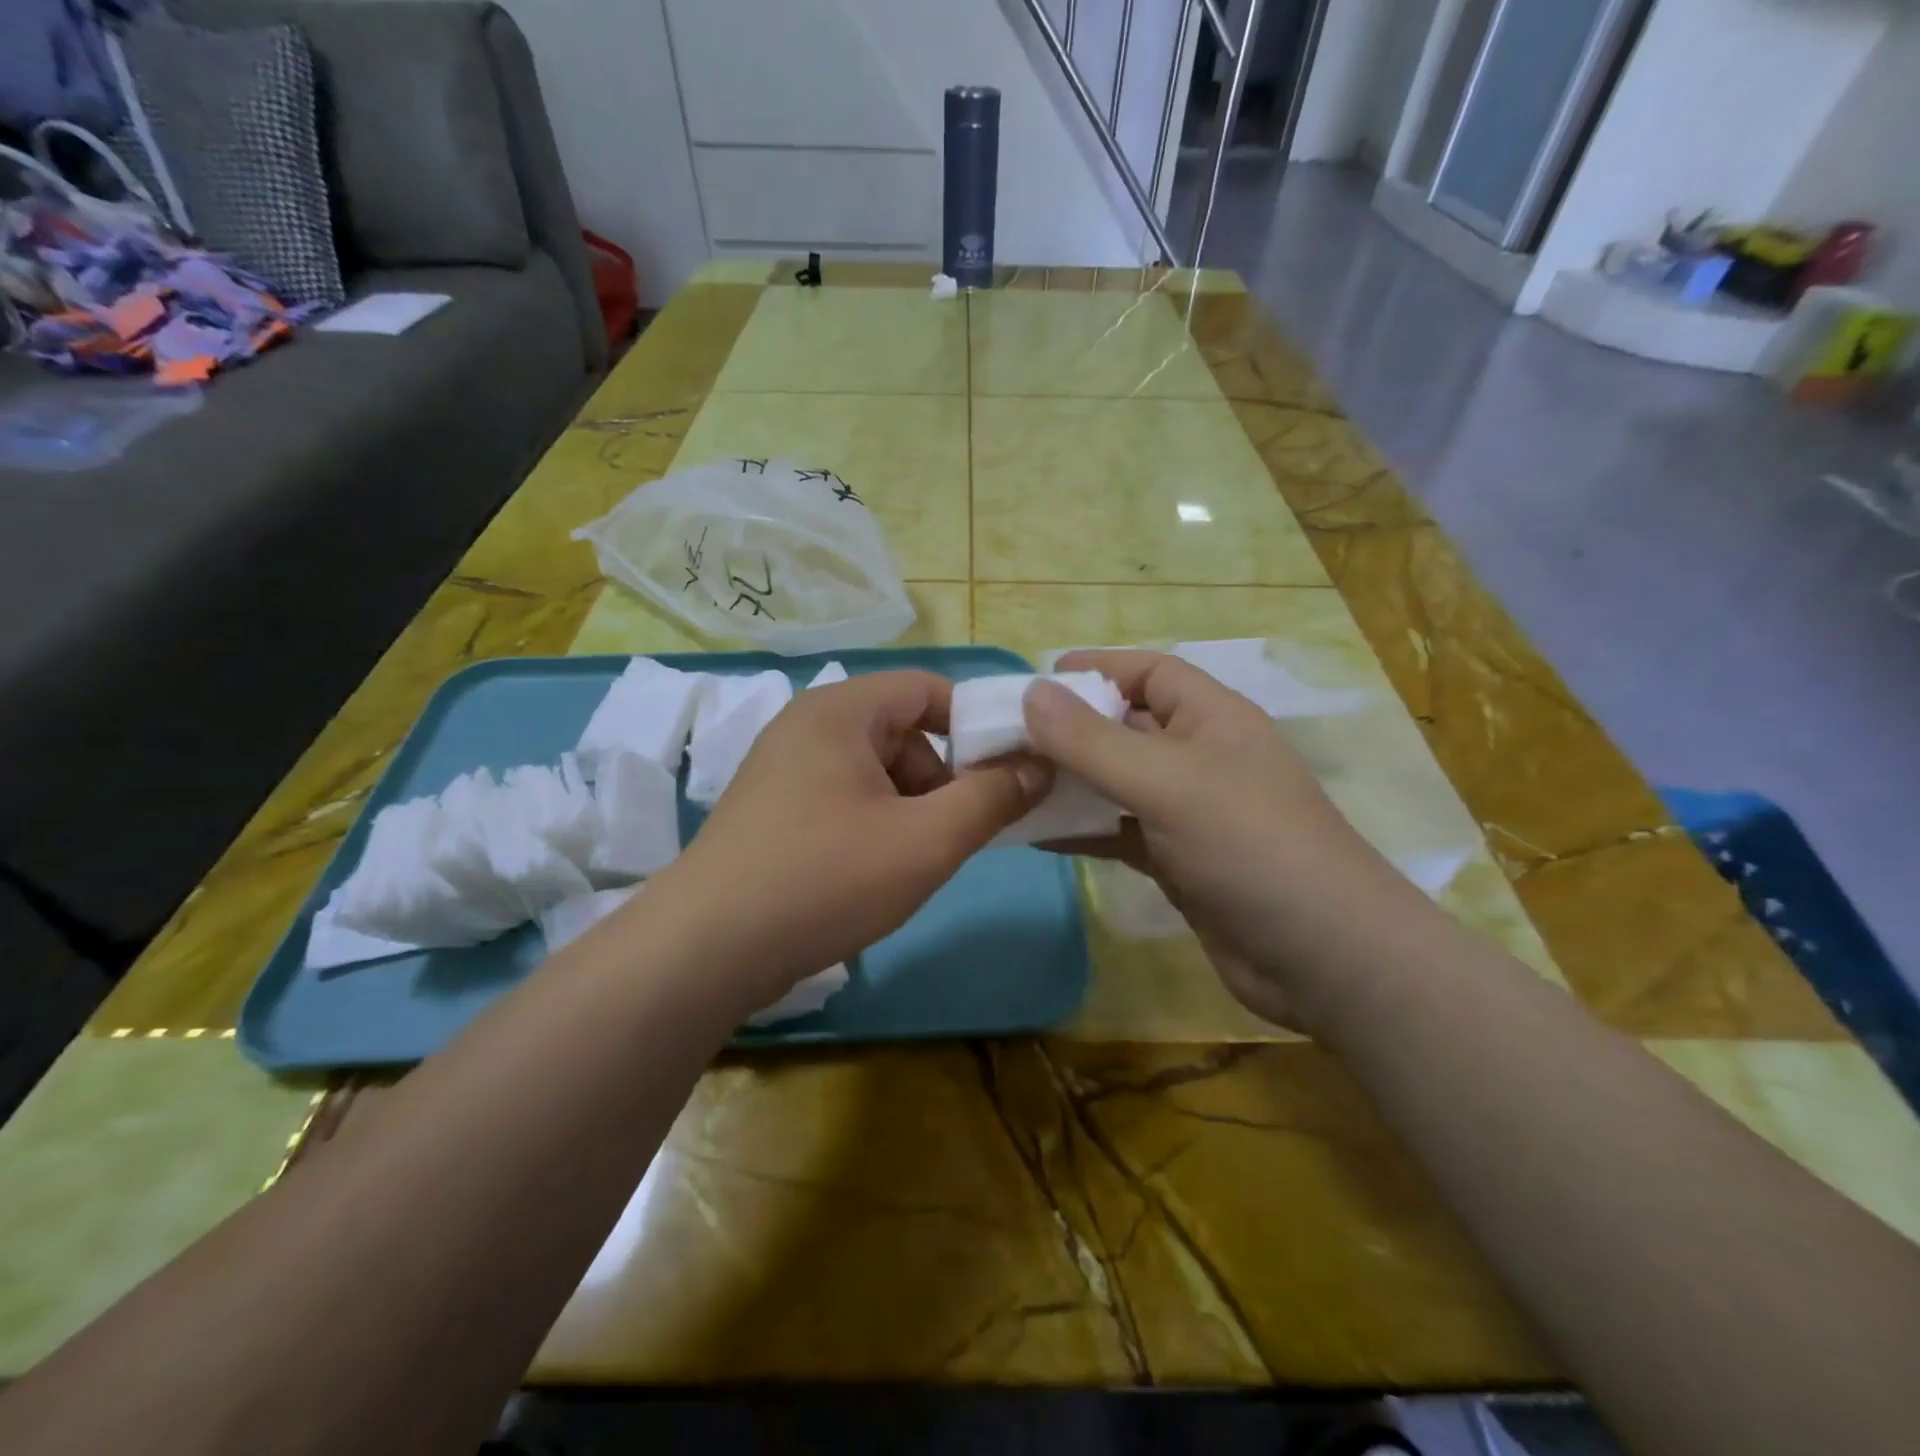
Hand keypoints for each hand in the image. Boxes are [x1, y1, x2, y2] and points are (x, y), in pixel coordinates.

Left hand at [659, 670, 1049, 1007]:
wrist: (706, 949)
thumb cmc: (825, 879)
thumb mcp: (926, 841)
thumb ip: (991, 798)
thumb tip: (1038, 765)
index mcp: (841, 710)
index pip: (929, 688)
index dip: (977, 724)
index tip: (1008, 774)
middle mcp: (808, 725)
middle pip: (902, 731)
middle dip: (941, 778)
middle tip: (956, 833)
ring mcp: (783, 767)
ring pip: (875, 770)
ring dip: (909, 808)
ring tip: (912, 863)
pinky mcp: (772, 809)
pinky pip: (843, 797)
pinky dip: (873, 824)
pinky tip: (871, 873)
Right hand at [1024, 651, 1430, 1027]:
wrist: (1324, 959)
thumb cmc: (1251, 846)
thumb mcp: (1167, 783)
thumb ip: (1093, 742)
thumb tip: (1030, 694)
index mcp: (1212, 719)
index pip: (1150, 673)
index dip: (1097, 669)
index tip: (1035, 682)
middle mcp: (1200, 758)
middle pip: (1124, 729)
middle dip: (1068, 730)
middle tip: (1003, 738)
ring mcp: (1189, 814)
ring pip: (1116, 785)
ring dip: (1067, 783)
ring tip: (1007, 784)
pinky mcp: (1178, 863)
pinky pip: (1118, 833)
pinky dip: (1081, 831)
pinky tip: (1035, 834)